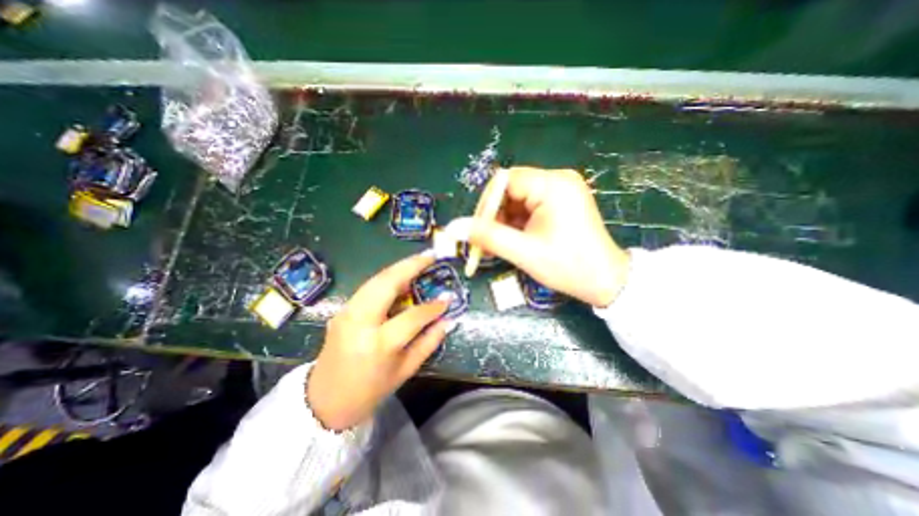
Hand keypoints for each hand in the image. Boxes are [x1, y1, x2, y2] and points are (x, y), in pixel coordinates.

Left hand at [308, 252, 450, 431]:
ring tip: (419, 260)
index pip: (412, 317)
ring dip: (399, 268)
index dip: (433, 306)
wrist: (325, 401)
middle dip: (411, 266)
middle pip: (387, 284)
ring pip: (375, 280)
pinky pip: (368, 287)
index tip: (448, 298)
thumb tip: (448, 320)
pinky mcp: (342, 310)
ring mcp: (346, 313)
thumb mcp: (405, 371)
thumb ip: (429, 342)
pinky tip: (400, 277)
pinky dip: (387, 278)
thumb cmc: (370, 391)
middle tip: (430, 256)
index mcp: (378, 344)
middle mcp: (360, 322)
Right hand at [470, 167, 627, 307]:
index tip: (476, 230)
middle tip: (485, 242)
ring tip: (498, 245)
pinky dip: (516, 224)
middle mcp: (557, 180)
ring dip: (503, 222)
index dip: (486, 205)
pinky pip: (528, 207)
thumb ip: (487, 237)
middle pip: (510, 190)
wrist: (605, 282)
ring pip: (517, 200)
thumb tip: (453, 227)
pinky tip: (513, 241)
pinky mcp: (560, 203)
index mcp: (553, 185)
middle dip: (494, 216)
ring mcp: (560, 191)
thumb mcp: (524, 252)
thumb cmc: (568, 267)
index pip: (505, 181)